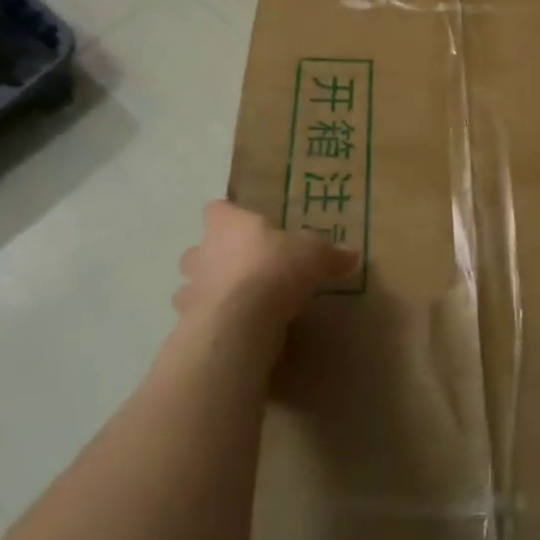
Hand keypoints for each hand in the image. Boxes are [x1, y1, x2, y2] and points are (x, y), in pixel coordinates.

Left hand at [176, 201, 357, 351]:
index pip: (217, 209)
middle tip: (242, 267)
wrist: (240, 322)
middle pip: (198, 249)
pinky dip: (212, 323)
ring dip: (209, 292)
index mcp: (229, 224)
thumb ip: (330, 254)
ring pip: (192, 286)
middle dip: (214, 257)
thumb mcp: (315, 255)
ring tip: (237, 302)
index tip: (245, 224)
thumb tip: (352, 255)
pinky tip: (235, 330)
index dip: (229, 215)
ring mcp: (190, 290)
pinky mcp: (187, 325)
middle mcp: (202, 252)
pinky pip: (198, 320)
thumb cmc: (275, 269)